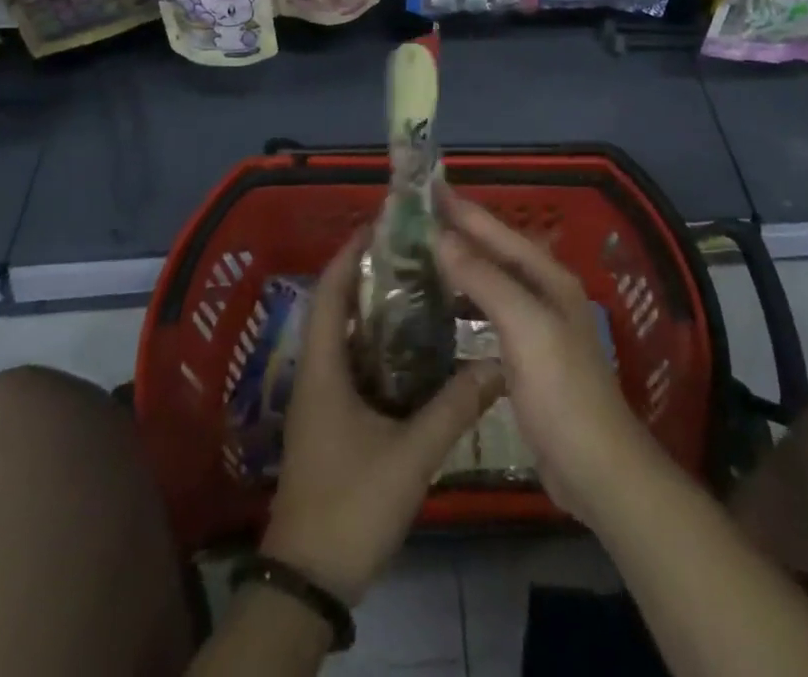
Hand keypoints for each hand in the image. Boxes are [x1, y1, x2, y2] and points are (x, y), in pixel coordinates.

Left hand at [261, 231, 502, 605]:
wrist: (309, 581)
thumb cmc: (350, 505)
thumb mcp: (409, 456)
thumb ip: (454, 408)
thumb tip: (498, 366)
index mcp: (324, 368)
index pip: (331, 291)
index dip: (351, 253)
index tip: (383, 224)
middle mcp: (318, 373)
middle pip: (339, 307)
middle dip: (372, 276)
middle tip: (417, 253)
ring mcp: (324, 399)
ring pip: (349, 338)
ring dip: (378, 312)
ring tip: (424, 288)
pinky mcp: (333, 421)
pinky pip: (356, 366)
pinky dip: (382, 348)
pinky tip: (419, 350)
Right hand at [435, 200, 658, 525]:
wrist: (596, 470)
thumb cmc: (562, 392)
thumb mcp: (526, 327)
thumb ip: (485, 279)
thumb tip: (441, 235)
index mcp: (548, 277)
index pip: (497, 231)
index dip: (461, 208)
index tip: (424, 187)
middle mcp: (543, 292)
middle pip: (493, 251)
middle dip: (457, 231)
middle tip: (411, 219)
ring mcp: (535, 325)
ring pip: (489, 281)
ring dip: (458, 264)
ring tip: (417, 254)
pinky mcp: (524, 357)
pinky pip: (488, 313)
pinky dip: (464, 301)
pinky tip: (440, 306)